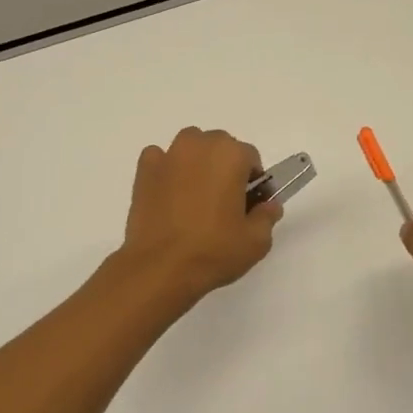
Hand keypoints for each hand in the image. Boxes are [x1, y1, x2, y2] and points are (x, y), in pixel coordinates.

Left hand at [117, 128, 281, 304]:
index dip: (253, 181)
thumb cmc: (213, 251)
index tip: (249, 204)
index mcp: (230, 154)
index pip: (250, 157)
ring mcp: (168, 155)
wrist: (160, 267)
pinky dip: (167, 170)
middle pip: (219, 147)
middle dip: (224, 168)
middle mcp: (199, 145)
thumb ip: (267, 216)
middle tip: (223, 203)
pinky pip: (161, 159)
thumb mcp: (256, 241)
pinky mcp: (144, 170)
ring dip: (196, 163)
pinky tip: (169, 196)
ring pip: (190, 148)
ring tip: (195, 198)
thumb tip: (268, 205)